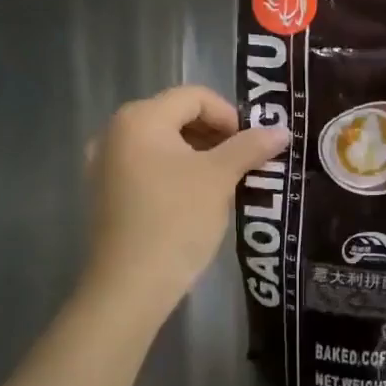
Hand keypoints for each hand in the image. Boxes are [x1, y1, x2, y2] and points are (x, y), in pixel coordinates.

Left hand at [84, 86, 289, 323]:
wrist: (129, 288)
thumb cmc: (176, 221)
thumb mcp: (219, 178)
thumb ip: (250, 146)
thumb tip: (281, 130)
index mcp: (140, 118)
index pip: (194, 97)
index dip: (229, 115)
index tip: (251, 145)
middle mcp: (114, 131)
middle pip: (176, 115)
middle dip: (214, 134)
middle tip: (242, 161)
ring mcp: (104, 163)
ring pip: (162, 142)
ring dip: (197, 153)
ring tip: (223, 180)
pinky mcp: (104, 191)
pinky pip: (146, 165)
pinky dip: (174, 171)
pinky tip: (194, 197)